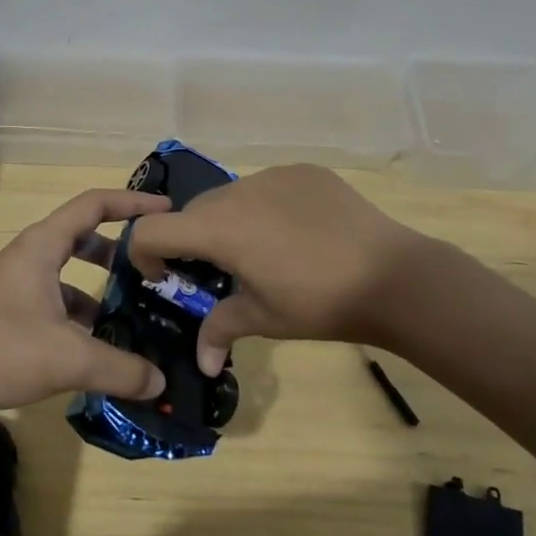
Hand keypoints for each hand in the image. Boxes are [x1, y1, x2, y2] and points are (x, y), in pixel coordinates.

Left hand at [0, 188, 173, 411]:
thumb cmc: (1, 350)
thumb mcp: (69, 358)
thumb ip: (120, 368)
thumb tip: (160, 380)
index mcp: (43, 245)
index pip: (94, 204)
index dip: (132, 203)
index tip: (166, 210)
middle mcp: (29, 255)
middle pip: (82, 234)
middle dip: (119, 246)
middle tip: (150, 264)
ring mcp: (16, 282)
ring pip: (68, 269)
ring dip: (98, 283)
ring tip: (130, 309)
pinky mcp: (8, 308)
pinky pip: (54, 296)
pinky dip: (78, 309)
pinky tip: (94, 344)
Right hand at [126, 165, 437, 373]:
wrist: (392, 275)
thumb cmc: (318, 301)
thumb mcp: (264, 318)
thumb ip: (220, 329)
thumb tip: (201, 364)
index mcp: (218, 227)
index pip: (152, 229)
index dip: (144, 253)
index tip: (165, 277)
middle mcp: (238, 191)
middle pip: (193, 211)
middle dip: (192, 240)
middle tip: (218, 271)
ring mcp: (273, 175)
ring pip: (232, 196)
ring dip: (231, 221)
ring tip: (265, 252)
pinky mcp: (304, 172)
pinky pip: (269, 186)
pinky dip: (267, 207)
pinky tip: (299, 233)